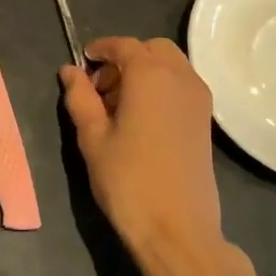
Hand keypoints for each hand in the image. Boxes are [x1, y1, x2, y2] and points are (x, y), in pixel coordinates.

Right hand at [60, 38, 248, 275]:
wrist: (177, 229)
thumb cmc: (128, 180)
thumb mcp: (93, 138)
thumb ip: (80, 98)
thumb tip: (70, 71)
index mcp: (150, 75)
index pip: (124, 45)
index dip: (101, 49)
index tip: (82, 62)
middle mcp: (181, 78)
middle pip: (152, 49)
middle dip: (125, 59)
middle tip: (100, 87)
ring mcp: (199, 99)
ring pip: (171, 66)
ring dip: (144, 72)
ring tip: (117, 106)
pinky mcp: (206, 120)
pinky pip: (181, 86)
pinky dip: (160, 88)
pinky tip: (140, 119)